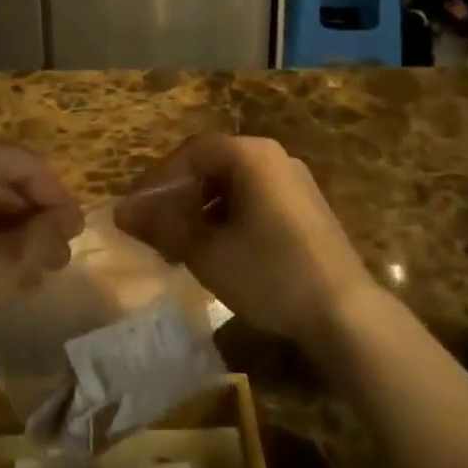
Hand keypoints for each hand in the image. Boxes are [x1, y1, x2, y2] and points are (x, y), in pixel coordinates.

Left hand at [0, 135, 82, 348]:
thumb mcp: (5, 265)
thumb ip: (42, 240)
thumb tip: (63, 228)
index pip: (30, 165)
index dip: (58, 198)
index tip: (76, 231)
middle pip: (3, 177)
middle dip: (33, 215)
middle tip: (55, 252)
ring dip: (7, 226)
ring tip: (27, 265)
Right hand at [115, 134, 373, 350]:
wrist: (346, 314)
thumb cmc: (270, 273)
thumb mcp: (207, 252)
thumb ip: (162, 226)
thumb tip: (121, 212)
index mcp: (249, 154)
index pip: (190, 153)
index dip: (157, 180)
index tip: (136, 210)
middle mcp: (273, 156)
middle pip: (212, 165)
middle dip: (180, 195)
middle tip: (157, 229)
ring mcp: (294, 180)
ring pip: (234, 184)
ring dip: (203, 208)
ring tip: (184, 244)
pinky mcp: (307, 207)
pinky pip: (256, 198)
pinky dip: (230, 216)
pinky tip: (221, 250)